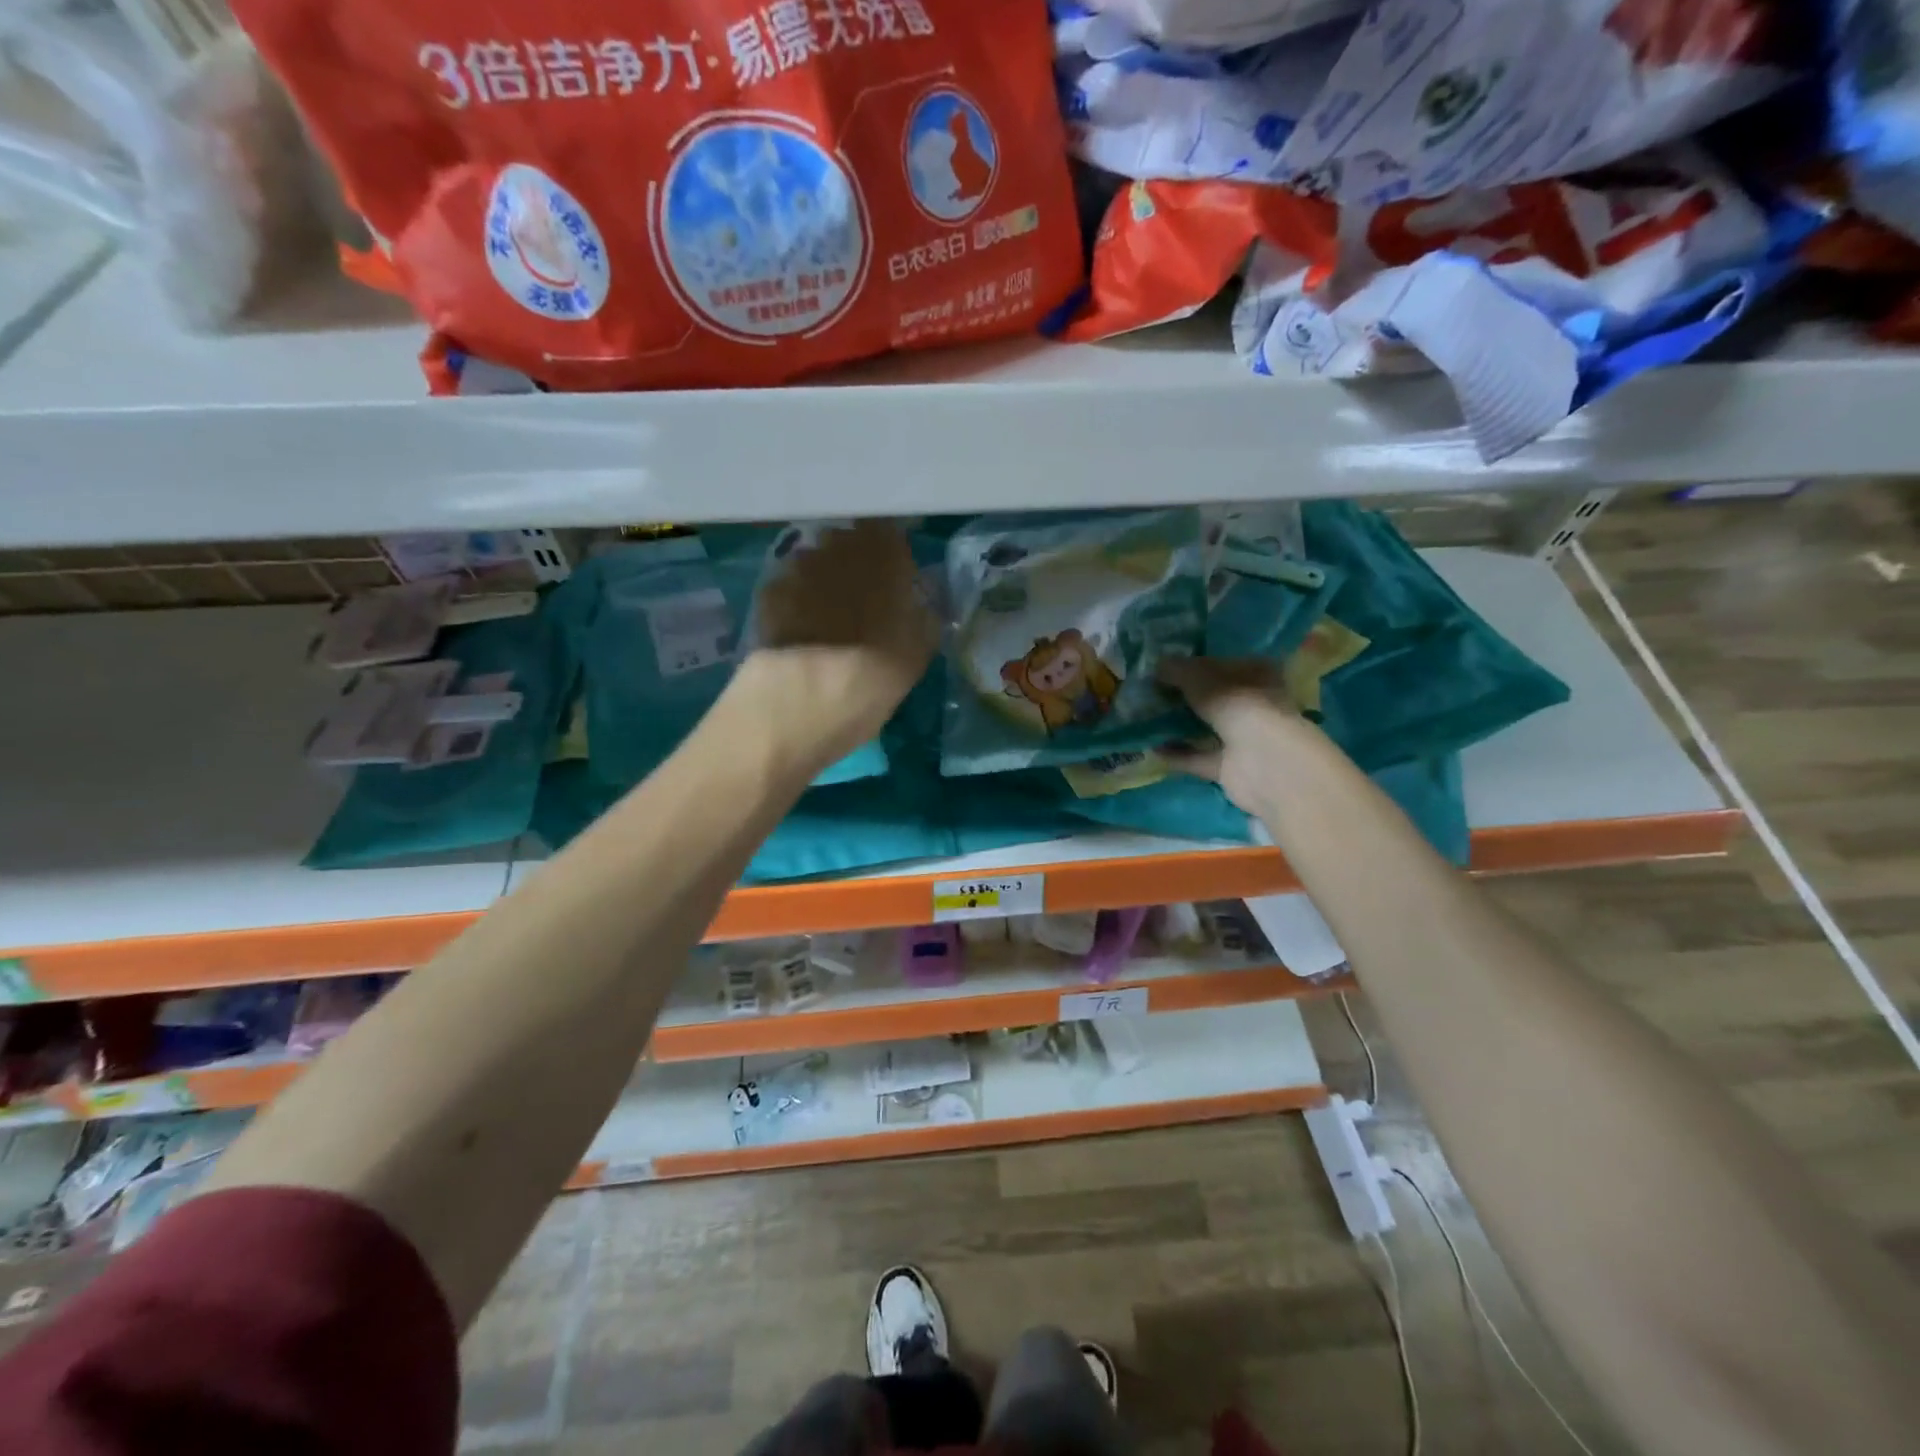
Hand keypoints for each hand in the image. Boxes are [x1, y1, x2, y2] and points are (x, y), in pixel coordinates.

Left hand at [735, 519, 937, 768]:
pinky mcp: (768, 592)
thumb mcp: (916, 658)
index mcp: (885, 560)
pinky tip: (797, 625)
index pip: (890, 532)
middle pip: (849, 540)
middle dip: (856, 559)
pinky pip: (789, 582)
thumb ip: (926, 619)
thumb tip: (927, 602)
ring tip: (827, 610)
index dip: (891, 548)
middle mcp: (840, 550)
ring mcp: (799, 568)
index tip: (896, 571)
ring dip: (824, 575)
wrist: (795, 705)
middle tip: (863, 592)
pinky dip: (795, 596)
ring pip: (817, 558)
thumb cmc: (869, 682)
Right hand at [1157, 656, 1310, 815]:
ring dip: (1178, 725)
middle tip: (1150, 691)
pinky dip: (1176, 754)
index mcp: (1258, 674)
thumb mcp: (1200, 678)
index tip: (1165, 666)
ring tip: (1144, 718)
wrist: (1262, 762)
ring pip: (1206, 728)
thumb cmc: (1238, 705)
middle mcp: (1254, 704)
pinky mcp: (1230, 768)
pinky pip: (1197, 758)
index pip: (1224, 664)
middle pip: (1214, 697)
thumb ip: (1177, 670)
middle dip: (1185, 696)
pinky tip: (1149, 748)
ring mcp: (1244, 738)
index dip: (1196, 664)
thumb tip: (1156, 665)